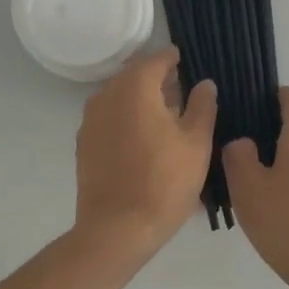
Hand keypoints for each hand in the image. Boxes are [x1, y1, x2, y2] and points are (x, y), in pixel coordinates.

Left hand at [74, 48, 216, 259]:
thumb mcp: (197, 143)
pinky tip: (143, 139)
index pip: (156, 59)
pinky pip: (109, 118)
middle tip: (181, 91)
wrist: (117, 229)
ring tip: (165, 117)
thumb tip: (204, 84)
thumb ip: (202, 106)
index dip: (174, 59)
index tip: (187, 63)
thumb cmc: (164, 181)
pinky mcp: (84, 144)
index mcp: (135, 88)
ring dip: (141, 99)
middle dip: (157, 79)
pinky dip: (126, 118)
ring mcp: (91, 120)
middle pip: (135, 76)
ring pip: (120, 96)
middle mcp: (107, 95)